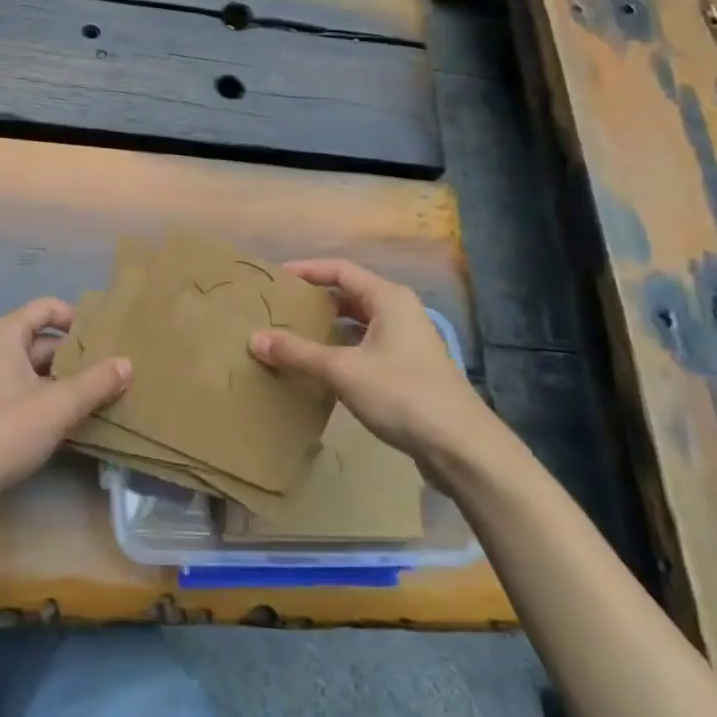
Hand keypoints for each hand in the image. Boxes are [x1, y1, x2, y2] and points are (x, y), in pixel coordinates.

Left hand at [0, 297, 130, 511]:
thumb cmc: (1, 431)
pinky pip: (23, 394)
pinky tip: (71, 422)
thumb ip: (96, 383)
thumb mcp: (58, 405)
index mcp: (4, 334)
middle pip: (43, 341)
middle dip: (77, 357)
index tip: (107, 339)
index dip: (78, 319)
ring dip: (64, 383)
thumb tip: (127, 363)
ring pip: (35, 372)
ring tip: (101, 397)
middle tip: (113, 372)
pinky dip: (47, 401)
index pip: (48, 308)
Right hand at [249, 259, 490, 468]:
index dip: (307, 270)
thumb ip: (297, 352)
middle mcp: (400, 312)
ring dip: (329, 327)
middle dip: (316, 300)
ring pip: (360, 324)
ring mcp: (408, 342)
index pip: (340, 270)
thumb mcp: (342, 370)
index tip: (276, 278)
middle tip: (281, 308)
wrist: (461, 446)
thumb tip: (255, 338)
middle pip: (351, 295)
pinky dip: (343, 350)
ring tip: (294, 335)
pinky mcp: (409, 370)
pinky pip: (367, 347)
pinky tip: (322, 368)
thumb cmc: (402, 393)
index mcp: (388, 298)